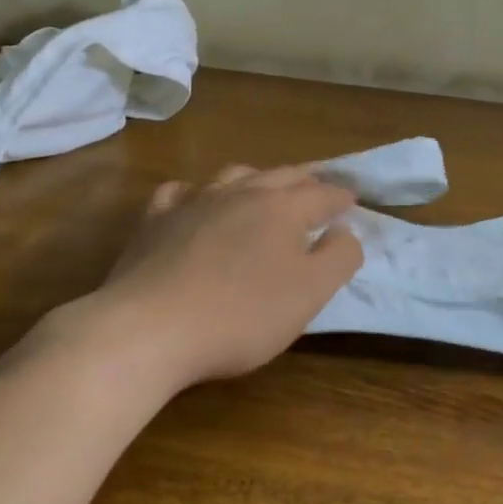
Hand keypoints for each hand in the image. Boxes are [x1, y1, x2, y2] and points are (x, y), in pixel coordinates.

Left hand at [44, 165, 362, 393]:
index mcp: (282, 209)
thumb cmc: (241, 315)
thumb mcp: (309, 294)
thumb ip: (339, 258)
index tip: (352, 199)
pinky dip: (196, 191)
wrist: (150, 327)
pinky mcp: (155, 220)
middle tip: (316, 186)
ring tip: (263, 186)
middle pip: (280, 176)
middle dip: (304, 179)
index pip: (320, 194)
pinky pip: (179, 192)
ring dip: (255, 178)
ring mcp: (194, 202)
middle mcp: (240, 193)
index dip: (339, 196)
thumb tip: (345, 230)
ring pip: (232, 176)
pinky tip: (194, 199)